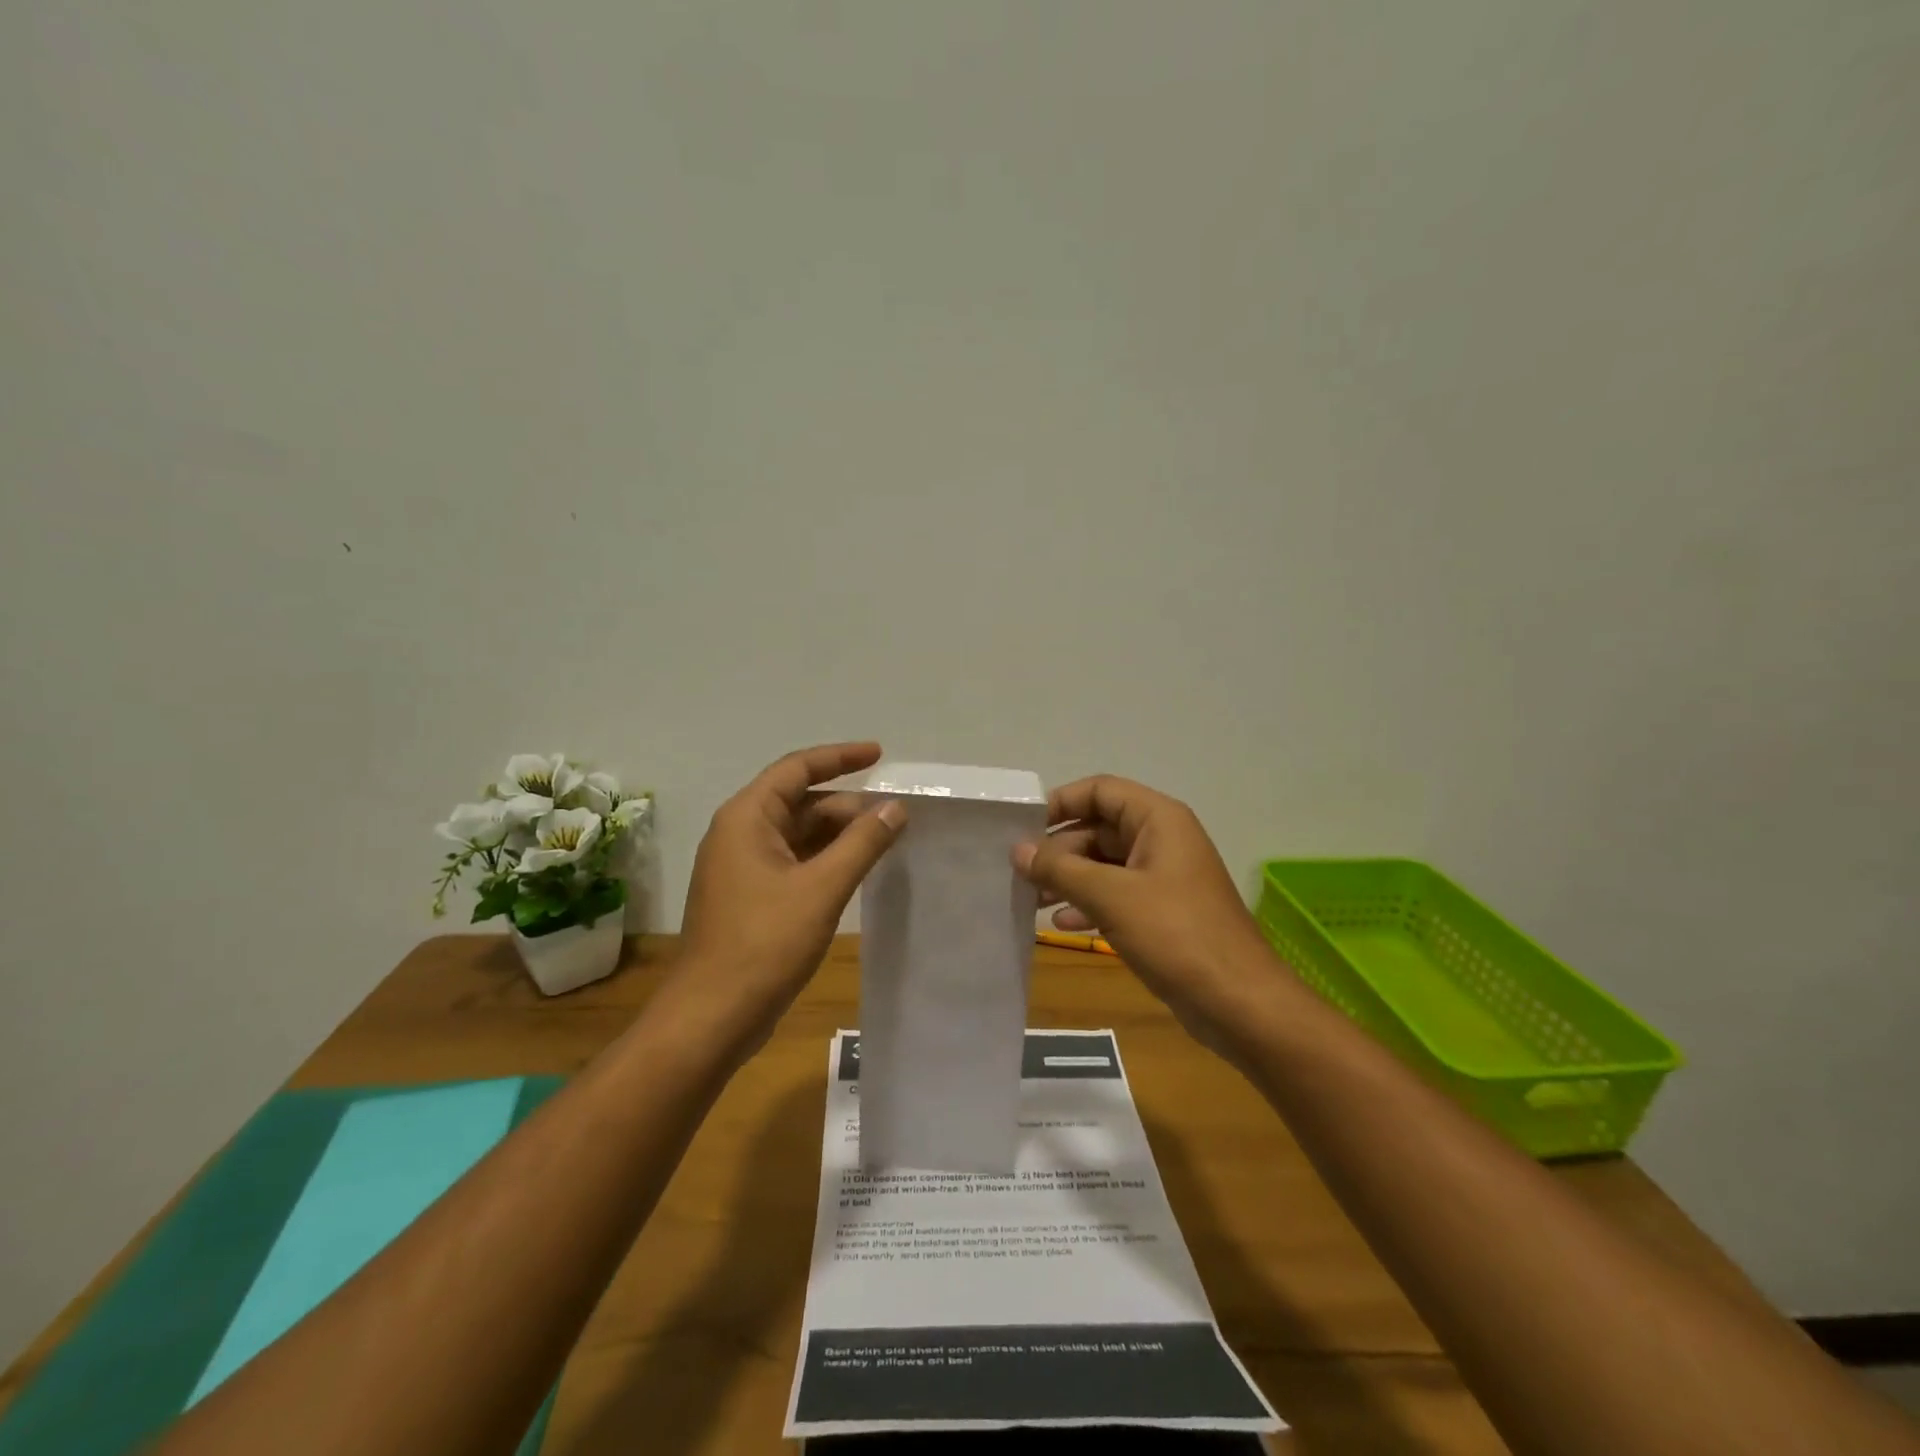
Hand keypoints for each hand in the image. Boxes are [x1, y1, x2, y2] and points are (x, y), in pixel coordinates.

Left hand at [676, 742, 905, 1050]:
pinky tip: (857, 871)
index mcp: (747, 818)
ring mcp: (743, 868)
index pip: (797, 769)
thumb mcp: (822, 888)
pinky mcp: (751, 898)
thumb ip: (863, 843)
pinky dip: (826, 860)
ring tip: (885, 841)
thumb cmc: (764, 944)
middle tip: (895, 816)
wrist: (711, 1016)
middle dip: (847, 805)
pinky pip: (794, 862)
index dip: (840, 757)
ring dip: (839, 834)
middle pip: (800, 802)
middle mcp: (740, 834)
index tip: (879, 755)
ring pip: (799, 834)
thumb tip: (895, 808)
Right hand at [1013, 775, 1279, 1046]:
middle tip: (1020, 874)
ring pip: (1104, 864)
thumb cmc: (1175, 934)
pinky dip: (1088, 904)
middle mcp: (1162, 840)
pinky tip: (1061, 924)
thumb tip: (1018, 850)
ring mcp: (1163, 877)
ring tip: (1031, 899)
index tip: (1023, 828)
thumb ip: (1060, 869)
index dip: (1061, 802)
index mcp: (1158, 820)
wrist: (1238, 1002)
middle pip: (1098, 828)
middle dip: (1059, 850)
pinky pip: (1116, 895)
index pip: (1100, 791)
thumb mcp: (1111, 896)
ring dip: (1068, 879)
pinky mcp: (1162, 912)